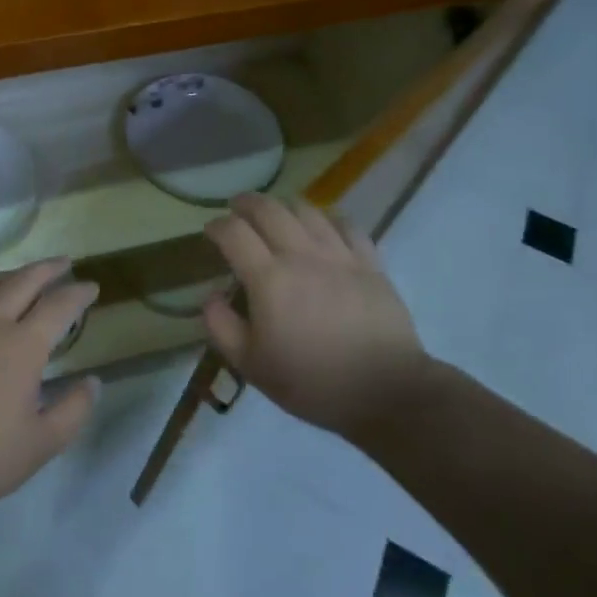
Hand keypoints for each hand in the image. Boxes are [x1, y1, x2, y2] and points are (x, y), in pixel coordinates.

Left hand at [0, 259, 100, 517]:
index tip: (92, 287)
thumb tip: (92, 382)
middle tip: (64, 263)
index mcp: (22, 345)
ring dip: (15, 274)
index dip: (78, 293)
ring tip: (27, 275)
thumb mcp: (39, 445)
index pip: (59, 305)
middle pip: (23, 281)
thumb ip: (72, 410)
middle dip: (48, 268)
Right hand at [201, 194, 429, 441]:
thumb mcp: (250, 365)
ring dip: (284, 206)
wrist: (384, 392)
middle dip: (246, 203)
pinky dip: (327, 219)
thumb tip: (211, 296)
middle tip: (237, 209)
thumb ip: (222, 326)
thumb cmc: (311, 382)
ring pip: (306, 211)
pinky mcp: (370, 263)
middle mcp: (301, 256)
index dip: (217, 226)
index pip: (234, 233)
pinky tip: (323, 226)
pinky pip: (346, 225)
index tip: (211, 231)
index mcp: (268, 279)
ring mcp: (339, 255)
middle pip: (268, 209)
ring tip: (277, 215)